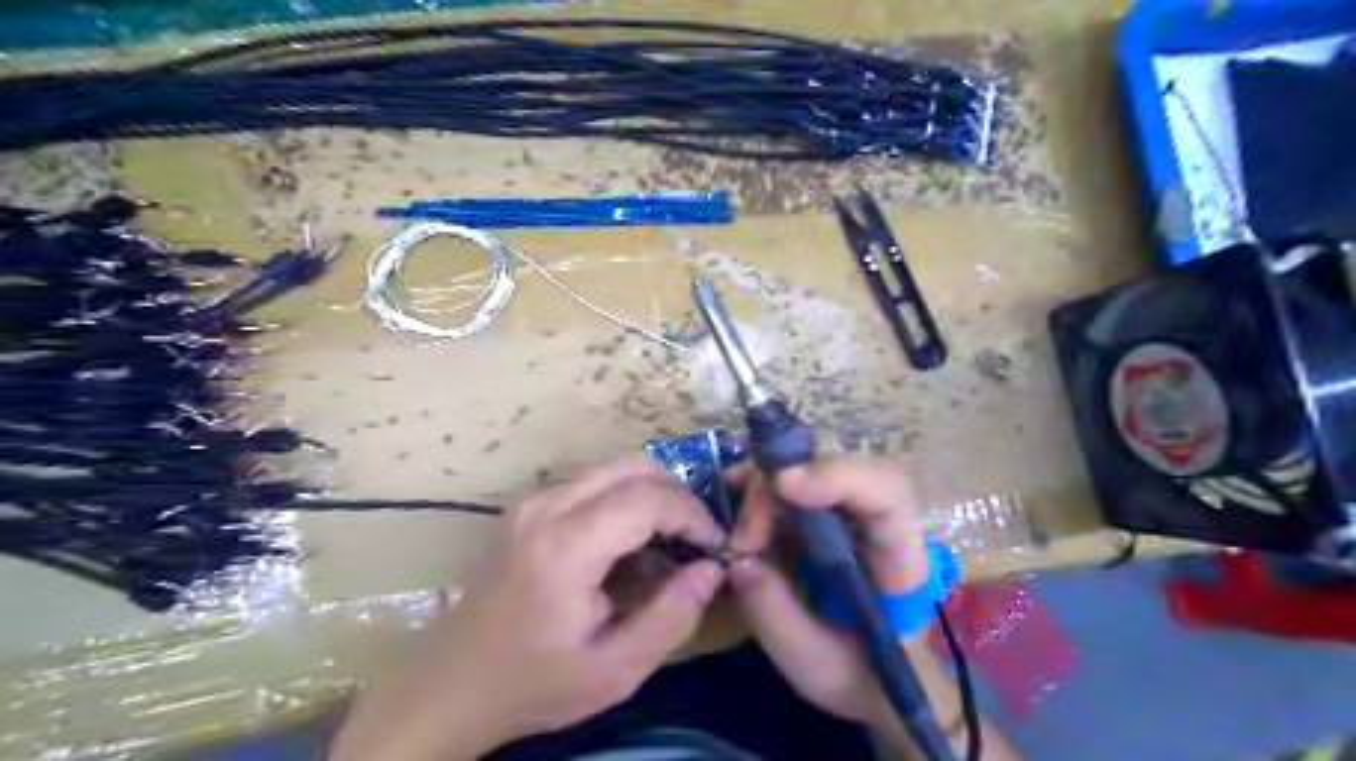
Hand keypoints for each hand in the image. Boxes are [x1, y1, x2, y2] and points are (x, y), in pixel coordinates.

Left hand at [329, 457, 730, 760]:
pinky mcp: (528, 506)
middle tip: (695, 539)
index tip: (714, 546)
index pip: (648, 499)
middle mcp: (546, 505)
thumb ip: (672, 616)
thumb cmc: (533, 683)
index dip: (693, 515)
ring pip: (614, 468)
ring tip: (669, 541)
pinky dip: (626, 499)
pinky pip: (593, 483)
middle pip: (633, 466)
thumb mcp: (615, 670)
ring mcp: (533, 501)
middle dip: (676, 496)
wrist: (450, 686)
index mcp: (565, 546)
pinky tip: (631, 543)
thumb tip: (711, 568)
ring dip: (652, 495)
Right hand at [730, 459, 934, 731]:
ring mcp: (851, 510)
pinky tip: (734, 500)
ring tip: (735, 527)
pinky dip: (759, 487)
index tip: (784, 484)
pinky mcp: (825, 513)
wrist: (877, 680)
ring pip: (811, 465)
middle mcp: (879, 520)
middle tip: (743, 537)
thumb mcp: (814, 663)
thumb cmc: (859, 676)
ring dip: (764, 487)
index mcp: (900, 559)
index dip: (838, 477)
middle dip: (779, 489)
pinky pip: (793, 480)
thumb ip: (776, 614)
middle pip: (837, 466)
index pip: (886, 494)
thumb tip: (736, 560)